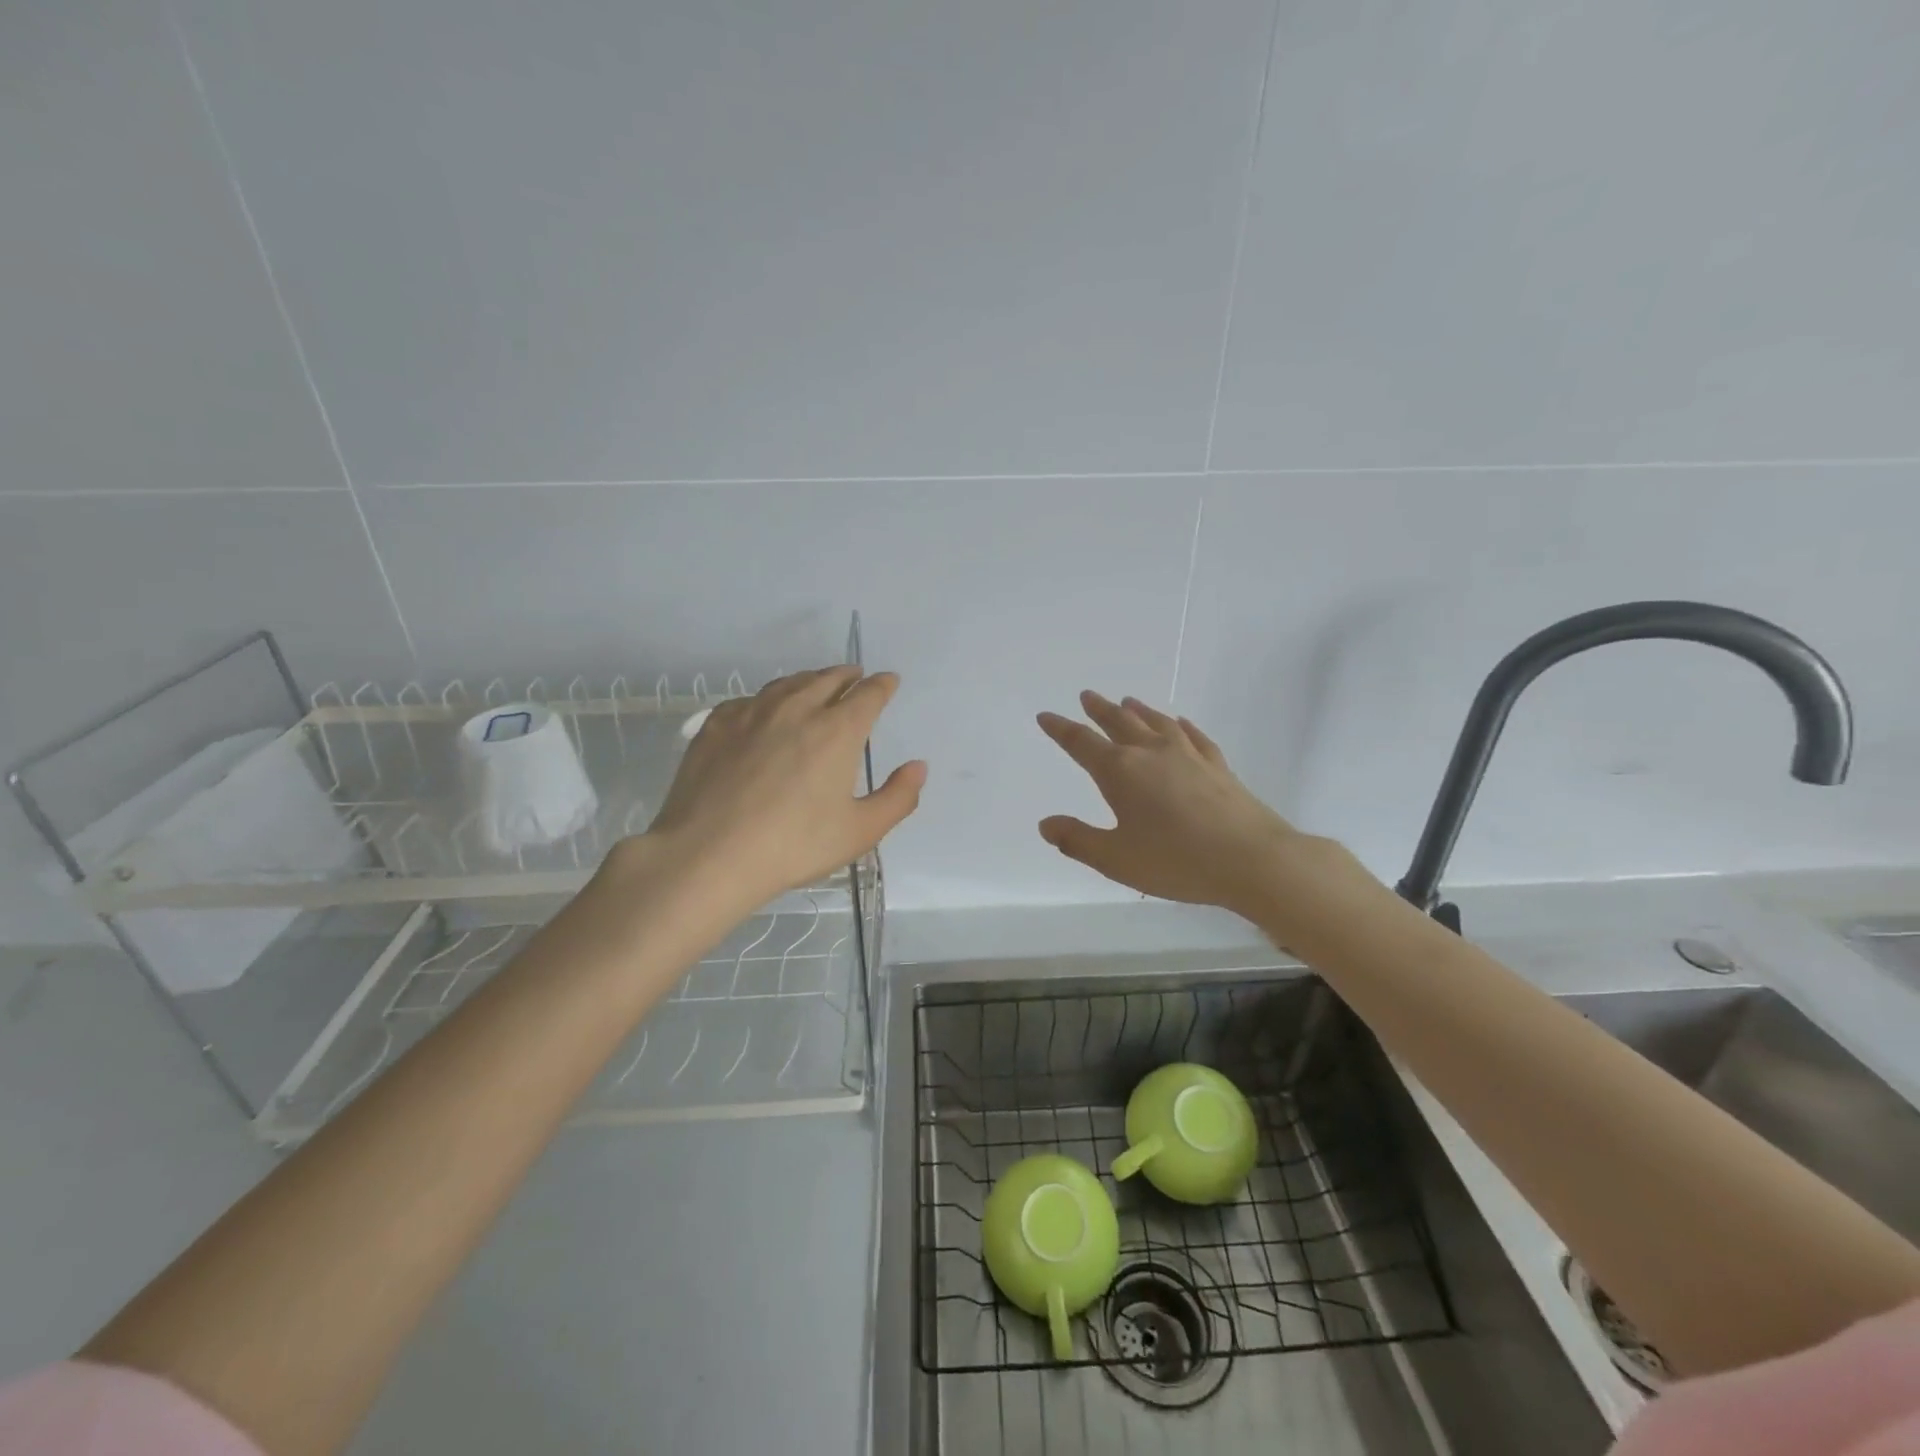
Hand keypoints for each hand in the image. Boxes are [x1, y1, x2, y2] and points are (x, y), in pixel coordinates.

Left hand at [639, 666, 925, 913]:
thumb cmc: (793, 846)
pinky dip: (769, 698)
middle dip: (847, 675)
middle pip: (828, 678)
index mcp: (837, 730)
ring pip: (788, 683)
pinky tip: (765, 711)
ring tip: (816, 686)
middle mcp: (797, 708)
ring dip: (809, 680)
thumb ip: (898, 797)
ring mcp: (752, 712)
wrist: (709, 854)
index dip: (882, 685)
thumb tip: (918, 767)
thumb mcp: (860, 831)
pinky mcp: (716, 724)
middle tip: (855, 677)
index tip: (888, 681)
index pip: (868, 694)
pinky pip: (751, 699)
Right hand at [1037, 692, 1361, 923]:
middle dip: (1099, 710)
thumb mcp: (1115, 859)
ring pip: (1156, 722)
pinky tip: (1180, 723)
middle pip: (1119, 722)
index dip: (1061, 729)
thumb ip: (1077, 840)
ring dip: (1137, 710)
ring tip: (1127, 701)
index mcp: (1120, 772)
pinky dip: (1180, 725)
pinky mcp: (1217, 765)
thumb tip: (1046, 824)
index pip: (1081, 743)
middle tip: (1087, 696)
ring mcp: (1188, 755)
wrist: (1251, 859)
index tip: (1046, 716)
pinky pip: (1193, 735)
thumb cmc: (1176, 860)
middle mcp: (1151, 753)